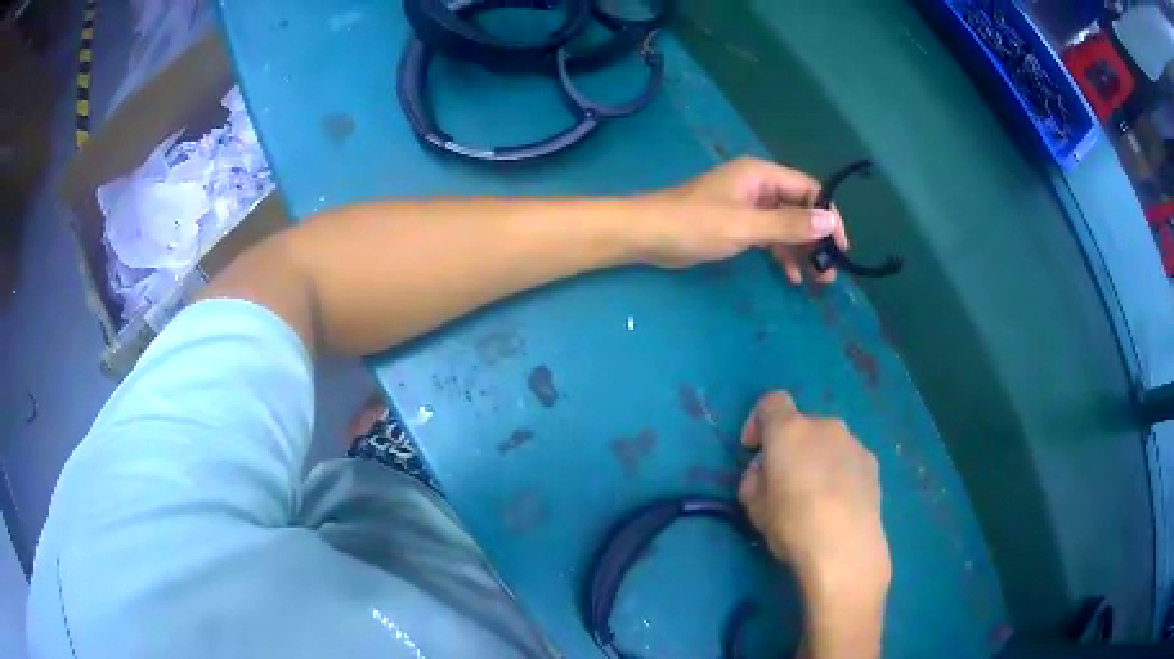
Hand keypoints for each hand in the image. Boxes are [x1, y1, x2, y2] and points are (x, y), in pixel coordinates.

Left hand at [635, 158, 848, 283]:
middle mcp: (758, 186)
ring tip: (817, 281)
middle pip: (800, 209)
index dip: (829, 216)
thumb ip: (789, 224)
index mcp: (761, 175)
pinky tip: (791, 276)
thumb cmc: (695, 224)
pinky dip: (781, 254)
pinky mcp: (737, 224)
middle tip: (830, 272)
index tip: (841, 247)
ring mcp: (747, 206)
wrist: (647, 235)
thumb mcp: (746, 225)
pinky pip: (769, 237)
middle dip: (817, 238)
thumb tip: (831, 221)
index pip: (809, 190)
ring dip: (802, 251)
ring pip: (785, 226)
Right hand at [738, 392, 889, 603]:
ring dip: (818, 460)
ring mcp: (854, 443)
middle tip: (784, 483)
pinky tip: (838, 505)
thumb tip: (766, 471)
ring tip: (815, 499)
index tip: (753, 450)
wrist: (846, 547)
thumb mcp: (754, 507)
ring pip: (828, 444)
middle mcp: (825, 426)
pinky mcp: (873, 464)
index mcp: (790, 430)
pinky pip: (848, 460)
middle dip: (791, 448)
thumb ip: (754, 479)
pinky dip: (840, 473)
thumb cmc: (793, 524)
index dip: (758, 422)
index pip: (771, 402)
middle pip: (803, 426)